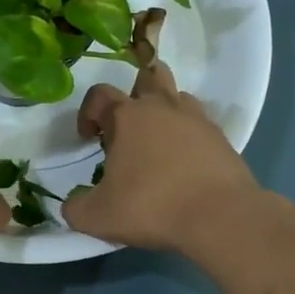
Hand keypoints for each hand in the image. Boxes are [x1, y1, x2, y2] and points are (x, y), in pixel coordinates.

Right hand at [63, 59, 266, 253]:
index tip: (88, 138)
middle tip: (127, 128)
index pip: (99, 94)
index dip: (87, 112)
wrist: (220, 217)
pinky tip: (183, 164)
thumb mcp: (98, 217)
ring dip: (164, 112)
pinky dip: (188, 136)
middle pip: (148, 76)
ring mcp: (197, 119)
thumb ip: (76, 208)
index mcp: (128, 117)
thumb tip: (72, 205)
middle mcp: (163, 107)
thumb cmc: (152, 207)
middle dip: (134, 93)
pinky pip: (199, 125)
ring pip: (177, 97)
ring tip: (157, 145)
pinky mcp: (221, 138)